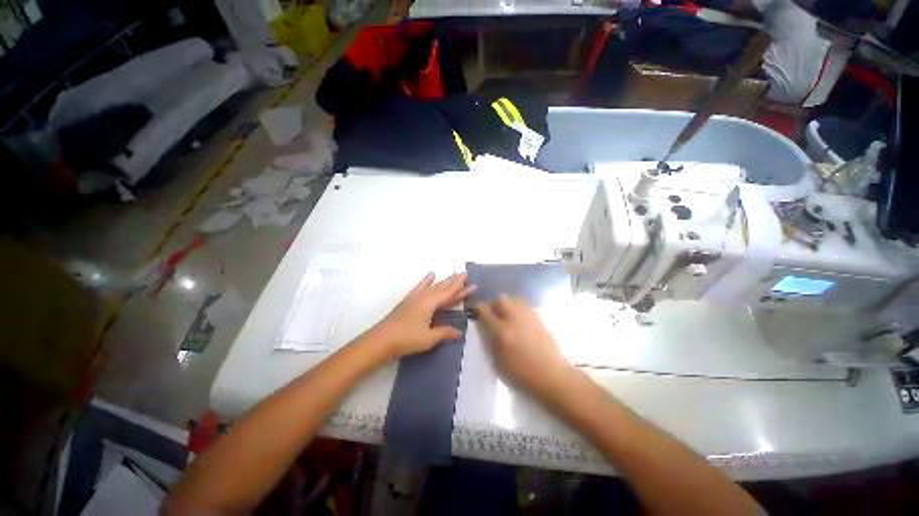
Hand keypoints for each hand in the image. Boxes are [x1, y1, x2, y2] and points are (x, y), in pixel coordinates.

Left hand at [370, 272, 474, 361]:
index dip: (461, 289)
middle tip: (465, 274)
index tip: (471, 281)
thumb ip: (445, 332)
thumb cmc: (406, 339)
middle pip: (443, 287)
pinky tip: (431, 274)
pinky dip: (426, 280)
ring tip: (453, 273)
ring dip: (444, 280)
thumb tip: (459, 332)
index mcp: (431, 303)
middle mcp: (424, 297)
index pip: (450, 293)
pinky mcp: (409, 300)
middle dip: (455, 281)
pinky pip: (420, 286)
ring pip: (434, 286)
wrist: (381, 340)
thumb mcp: (429, 338)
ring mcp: (416, 297)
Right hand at [476, 296, 575, 399]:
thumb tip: (486, 328)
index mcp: (502, 331)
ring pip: (514, 299)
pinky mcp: (539, 318)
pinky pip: (525, 306)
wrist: (553, 376)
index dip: (478, 309)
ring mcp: (529, 316)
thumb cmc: (522, 374)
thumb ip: (490, 341)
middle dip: (495, 305)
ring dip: (508, 305)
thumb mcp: (498, 362)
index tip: (477, 313)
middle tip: (494, 316)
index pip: (485, 311)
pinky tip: (520, 323)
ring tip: (508, 318)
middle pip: (501, 299)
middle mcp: (514, 318)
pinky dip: (519, 310)